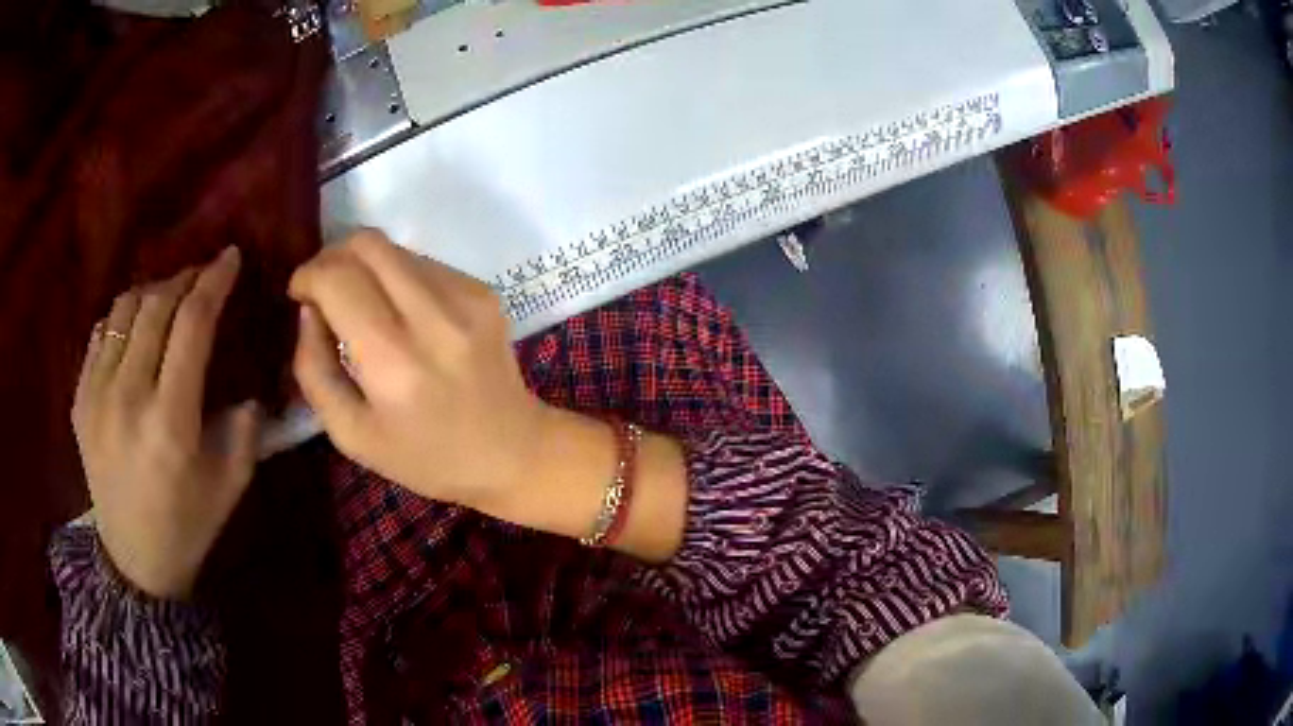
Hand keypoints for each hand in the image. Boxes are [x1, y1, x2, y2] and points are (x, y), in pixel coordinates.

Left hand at [73, 247, 259, 599]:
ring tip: (169, 297)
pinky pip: (100, 334)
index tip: (230, 257)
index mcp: (170, 421)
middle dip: (185, 278)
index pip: (192, 324)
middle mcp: (128, 398)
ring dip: (152, 291)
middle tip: (203, 275)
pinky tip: (136, 329)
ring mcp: (96, 396)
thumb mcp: (231, 485)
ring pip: (124, 310)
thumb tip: (248, 386)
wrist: (133, 561)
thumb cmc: (187, 526)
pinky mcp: (79, 400)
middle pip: (156, 305)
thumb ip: (246, 428)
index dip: (214, 281)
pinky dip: (123, 317)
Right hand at [289, 230, 548, 509]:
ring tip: (361, 306)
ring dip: (365, 267)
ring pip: (394, 248)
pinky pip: (424, 263)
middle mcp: (433, 316)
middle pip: (367, 243)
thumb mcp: (352, 435)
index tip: (299, 294)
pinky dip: (397, 277)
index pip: (337, 279)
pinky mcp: (484, 291)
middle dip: (332, 257)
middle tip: (323, 290)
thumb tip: (308, 310)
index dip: (308, 276)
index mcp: (394, 361)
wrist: (513, 452)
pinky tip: (401, 315)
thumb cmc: (426, 458)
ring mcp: (466, 297)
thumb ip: (315, 370)